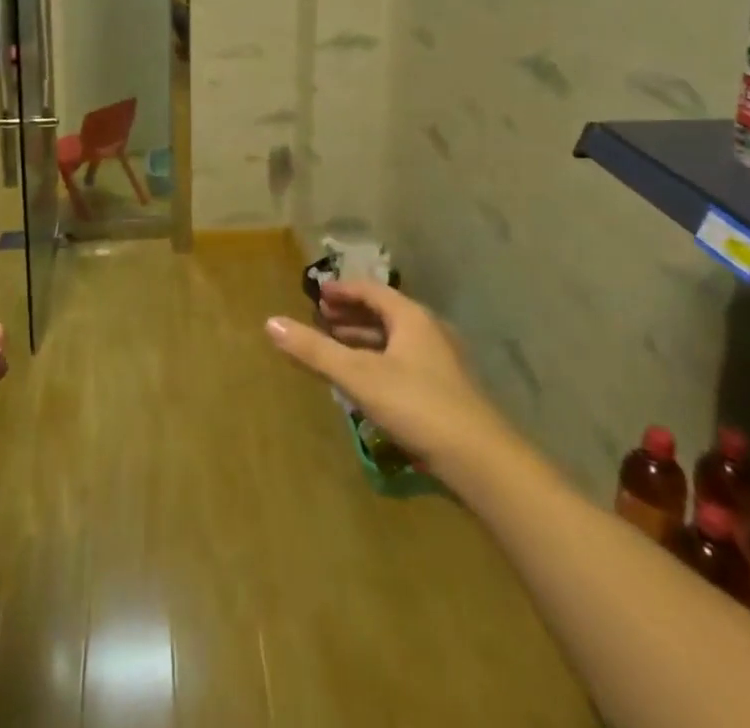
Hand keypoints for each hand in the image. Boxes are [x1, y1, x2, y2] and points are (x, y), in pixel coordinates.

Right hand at [265, 282, 505, 472]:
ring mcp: (440, 361)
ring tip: (336, 347)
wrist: (480, 459)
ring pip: (394, 339)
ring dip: (364, 339)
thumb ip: (315, 351)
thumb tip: (270, 323)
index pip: (371, 290)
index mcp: (410, 317)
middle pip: (384, 312)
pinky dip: (378, 360)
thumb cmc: (416, 404)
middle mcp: (428, 330)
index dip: (342, 290)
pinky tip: (366, 382)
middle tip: (321, 318)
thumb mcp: (358, 376)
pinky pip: (403, 360)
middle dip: (351, 314)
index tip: (317, 294)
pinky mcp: (445, 389)